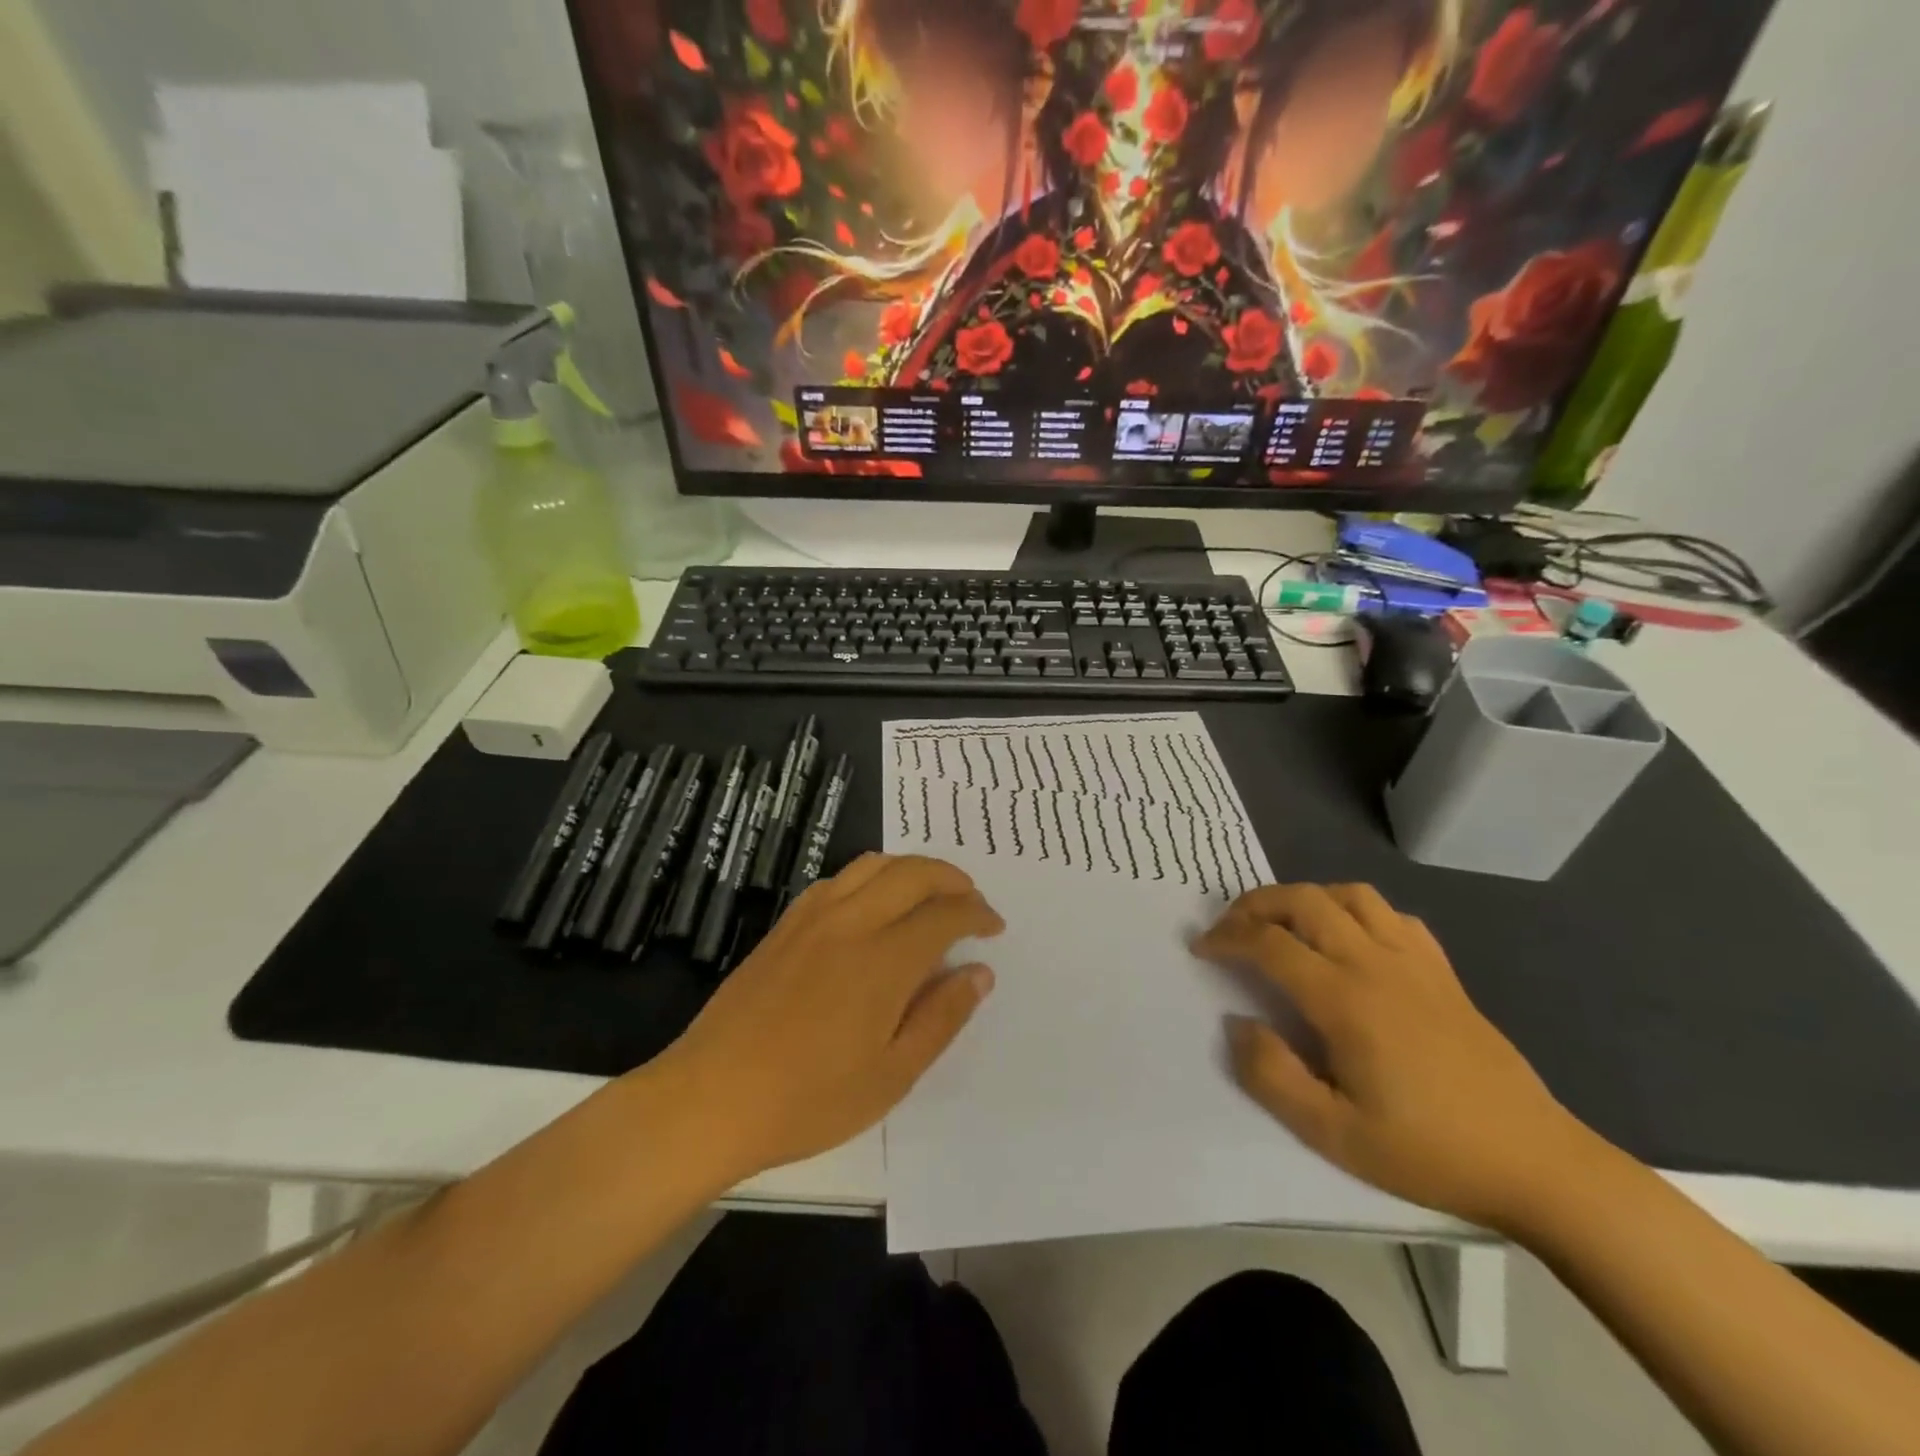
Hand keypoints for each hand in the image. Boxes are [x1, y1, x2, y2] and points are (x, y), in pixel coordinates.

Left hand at [653, 854, 1002, 1182]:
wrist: (710, 1097)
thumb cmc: (809, 1099)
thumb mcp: (891, 1074)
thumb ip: (941, 1017)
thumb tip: (979, 973)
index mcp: (884, 959)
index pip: (945, 914)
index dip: (977, 914)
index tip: (994, 928)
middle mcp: (851, 922)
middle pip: (913, 873)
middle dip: (952, 879)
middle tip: (972, 901)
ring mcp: (813, 918)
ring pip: (874, 865)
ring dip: (912, 869)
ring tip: (931, 893)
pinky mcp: (785, 925)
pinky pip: (838, 879)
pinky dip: (871, 877)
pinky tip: (873, 904)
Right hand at [1195, 883, 1595, 1229]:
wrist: (1536, 1163)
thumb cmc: (1428, 1151)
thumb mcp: (1333, 1134)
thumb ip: (1271, 1075)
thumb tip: (1238, 1023)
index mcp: (1345, 999)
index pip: (1269, 943)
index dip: (1227, 938)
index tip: (1202, 949)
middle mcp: (1376, 963)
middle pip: (1304, 901)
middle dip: (1256, 903)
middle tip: (1230, 926)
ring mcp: (1415, 962)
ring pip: (1350, 896)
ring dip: (1305, 897)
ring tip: (1284, 924)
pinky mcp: (1444, 972)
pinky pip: (1393, 916)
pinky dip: (1356, 911)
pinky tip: (1349, 939)